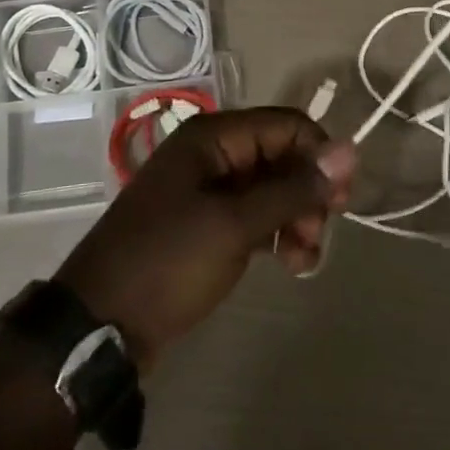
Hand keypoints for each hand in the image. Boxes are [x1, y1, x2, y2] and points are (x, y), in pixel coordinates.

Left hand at [54, 108, 355, 371]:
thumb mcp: (235, 224)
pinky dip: (277, 234)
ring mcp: (207, 190)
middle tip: (320, 233)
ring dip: (296, 218)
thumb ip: (293, 188)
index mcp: (213, 137)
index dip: (319, 155)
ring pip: (272, 189)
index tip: (342, 200)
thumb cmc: (168, 262)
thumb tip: (350, 150)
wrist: (100, 325)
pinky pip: (255, 215)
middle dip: (308, 193)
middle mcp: (212, 154)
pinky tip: (292, 263)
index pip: (286, 125)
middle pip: (281, 156)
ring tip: (306, 259)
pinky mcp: (206, 224)